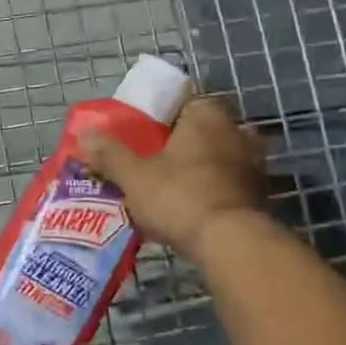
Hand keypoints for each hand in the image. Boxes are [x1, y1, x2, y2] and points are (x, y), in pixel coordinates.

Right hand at [78, 95, 270, 260]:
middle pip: (202, 130)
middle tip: (154, 160)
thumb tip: (83, 134)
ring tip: (172, 186)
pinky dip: (214, 190)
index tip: (143, 133)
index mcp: (206, 115)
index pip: (183, 100)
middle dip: (181, 142)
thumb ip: (109, 154)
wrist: (231, 244)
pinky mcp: (261, 194)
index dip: (161, 115)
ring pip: (219, 156)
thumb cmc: (179, 197)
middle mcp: (236, 131)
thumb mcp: (133, 176)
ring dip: (200, 167)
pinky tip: (193, 207)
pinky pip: (230, 182)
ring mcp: (254, 163)